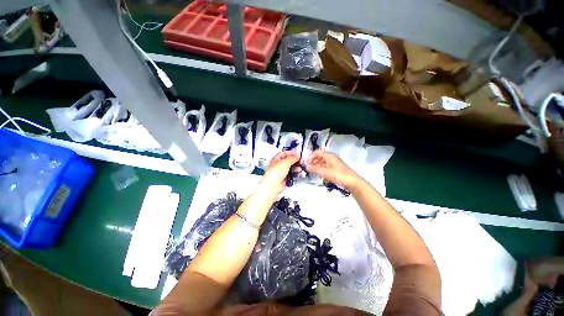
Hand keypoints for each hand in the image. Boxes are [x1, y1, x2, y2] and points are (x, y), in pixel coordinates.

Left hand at [262, 151, 299, 192]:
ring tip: (300, 167)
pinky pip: (291, 173)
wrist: (273, 185)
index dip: (291, 153)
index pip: (284, 153)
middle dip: (295, 160)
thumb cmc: (275, 173)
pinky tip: (298, 172)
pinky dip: (295, 172)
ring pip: (290, 167)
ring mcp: (281, 171)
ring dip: (296, 166)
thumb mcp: (285, 162)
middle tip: (300, 160)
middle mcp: (278, 165)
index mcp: (276, 159)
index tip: (297, 154)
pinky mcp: (284, 177)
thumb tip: (297, 156)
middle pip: (288, 160)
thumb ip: (292, 158)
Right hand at [306, 150, 359, 188]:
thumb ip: (315, 169)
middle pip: (319, 157)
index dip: (310, 156)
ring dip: (315, 166)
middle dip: (312, 161)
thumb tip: (306, 166)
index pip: (317, 152)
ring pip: (321, 162)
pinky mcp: (334, 169)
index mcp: (329, 156)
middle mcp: (331, 158)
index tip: (306, 163)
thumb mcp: (326, 172)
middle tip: (307, 168)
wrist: (352, 183)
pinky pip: (324, 167)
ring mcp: (333, 164)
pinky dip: (320, 169)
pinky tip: (318, 174)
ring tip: (311, 172)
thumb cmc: (339, 175)